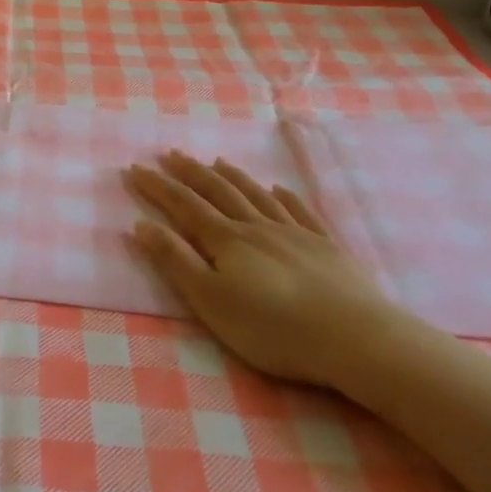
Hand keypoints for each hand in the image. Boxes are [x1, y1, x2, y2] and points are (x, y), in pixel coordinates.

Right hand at [124, 151, 416, 390]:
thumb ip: (176, 261)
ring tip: (216, 160)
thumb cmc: (272, 327)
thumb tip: (141, 224)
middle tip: (170, 154)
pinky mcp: (326, 247)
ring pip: (257, 195)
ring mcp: (295, 234)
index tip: (135, 168)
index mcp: (226, 240)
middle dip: (190, 172)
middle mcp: (257, 227)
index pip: (184, 205)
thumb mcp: (210, 300)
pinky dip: (284, 197)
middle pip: (219, 191)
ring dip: (233, 176)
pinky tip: (278, 188)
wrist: (354, 337)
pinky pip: (300, 211)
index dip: (158, 186)